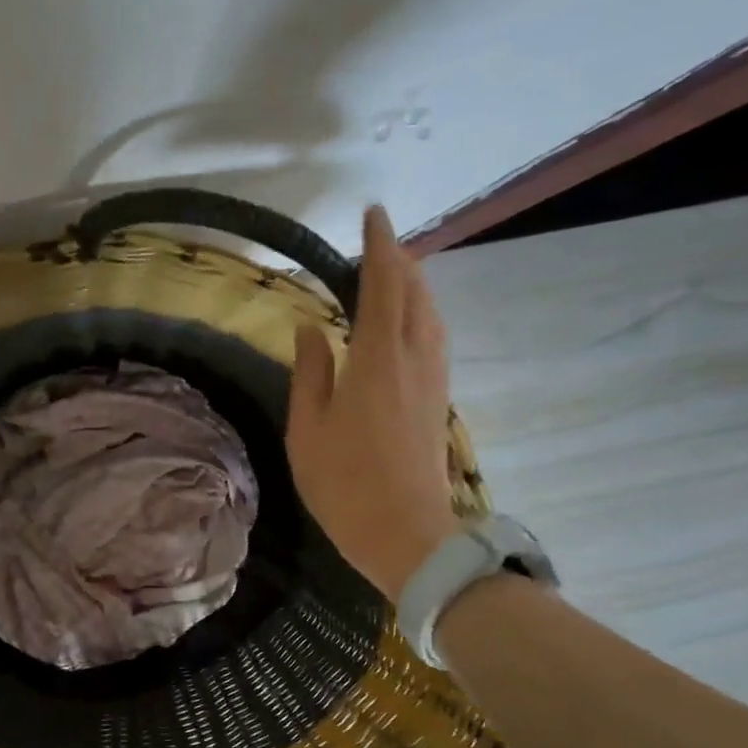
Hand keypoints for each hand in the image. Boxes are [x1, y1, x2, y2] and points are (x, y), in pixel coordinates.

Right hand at [287, 205, 458, 599]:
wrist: (405, 533)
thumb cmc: (344, 482)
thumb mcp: (308, 428)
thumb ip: (310, 371)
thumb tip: (310, 327)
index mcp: (378, 358)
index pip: (384, 284)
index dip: (379, 246)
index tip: (372, 214)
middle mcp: (415, 358)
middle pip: (417, 292)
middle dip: (400, 260)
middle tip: (378, 242)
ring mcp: (433, 379)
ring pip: (432, 314)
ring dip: (414, 285)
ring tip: (393, 273)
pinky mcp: (438, 399)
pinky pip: (434, 337)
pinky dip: (421, 313)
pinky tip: (407, 323)